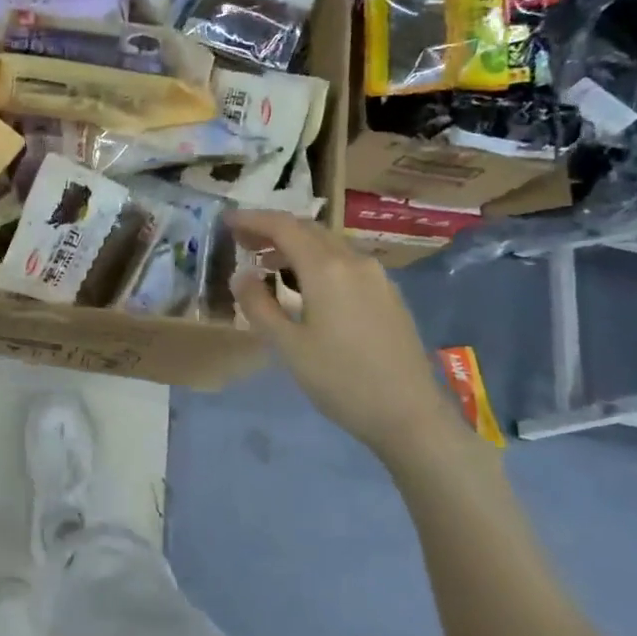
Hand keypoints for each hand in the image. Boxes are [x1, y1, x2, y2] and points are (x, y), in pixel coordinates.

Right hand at [226, 210, 468, 468]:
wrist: (410, 415)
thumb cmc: (341, 380)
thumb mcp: (288, 346)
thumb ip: (259, 305)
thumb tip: (241, 275)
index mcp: (326, 269)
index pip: (283, 227)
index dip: (252, 220)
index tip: (227, 221)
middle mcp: (354, 261)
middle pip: (307, 229)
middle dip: (272, 229)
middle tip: (242, 240)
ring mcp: (376, 276)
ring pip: (328, 245)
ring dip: (295, 245)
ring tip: (267, 263)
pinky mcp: (388, 294)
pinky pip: (345, 262)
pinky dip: (317, 261)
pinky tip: (306, 285)